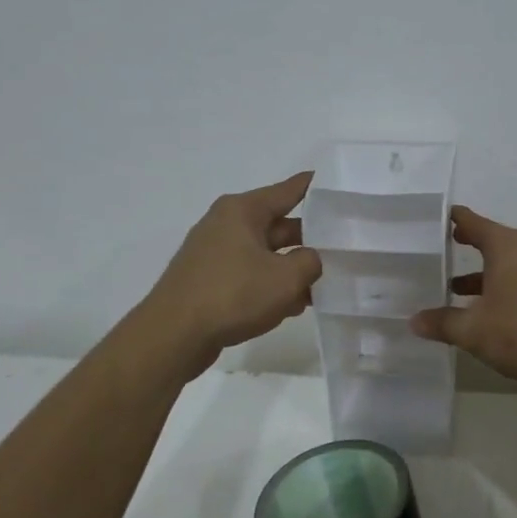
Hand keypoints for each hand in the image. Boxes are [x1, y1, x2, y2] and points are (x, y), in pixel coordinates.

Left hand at [144, 172, 322, 377]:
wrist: (173, 336)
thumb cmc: (233, 295)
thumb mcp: (286, 278)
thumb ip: (310, 262)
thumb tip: (309, 260)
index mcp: (243, 210)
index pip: (288, 190)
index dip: (315, 186)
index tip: (337, 182)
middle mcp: (226, 224)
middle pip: (279, 224)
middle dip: (310, 238)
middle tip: (343, 248)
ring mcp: (215, 253)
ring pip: (266, 254)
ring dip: (291, 268)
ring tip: (323, 286)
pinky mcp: (209, 280)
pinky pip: (250, 274)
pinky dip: (270, 285)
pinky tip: (292, 306)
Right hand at [411, 206, 516, 392]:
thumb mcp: (473, 330)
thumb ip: (442, 322)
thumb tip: (413, 321)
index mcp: (506, 247)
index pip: (472, 222)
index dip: (452, 219)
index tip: (432, 218)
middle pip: (490, 238)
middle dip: (465, 243)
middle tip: (438, 246)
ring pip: (504, 261)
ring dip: (480, 270)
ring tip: (452, 284)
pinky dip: (497, 284)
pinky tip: (482, 308)